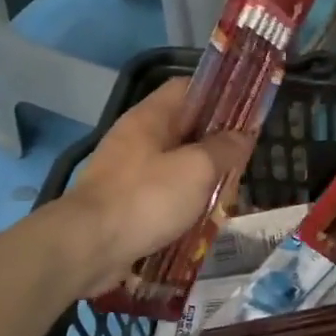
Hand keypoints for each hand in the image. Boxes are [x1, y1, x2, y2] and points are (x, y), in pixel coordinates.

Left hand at [58, 79, 253, 293]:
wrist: (88, 247)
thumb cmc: (146, 198)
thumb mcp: (197, 168)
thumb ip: (224, 148)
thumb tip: (243, 135)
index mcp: (150, 117)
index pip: (187, 88)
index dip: (219, 94)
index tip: (247, 110)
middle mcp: (136, 138)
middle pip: (182, 128)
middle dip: (215, 141)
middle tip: (246, 155)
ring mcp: (127, 172)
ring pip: (174, 163)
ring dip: (201, 175)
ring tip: (231, 188)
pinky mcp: (124, 203)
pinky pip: (161, 194)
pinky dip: (183, 201)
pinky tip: (204, 216)